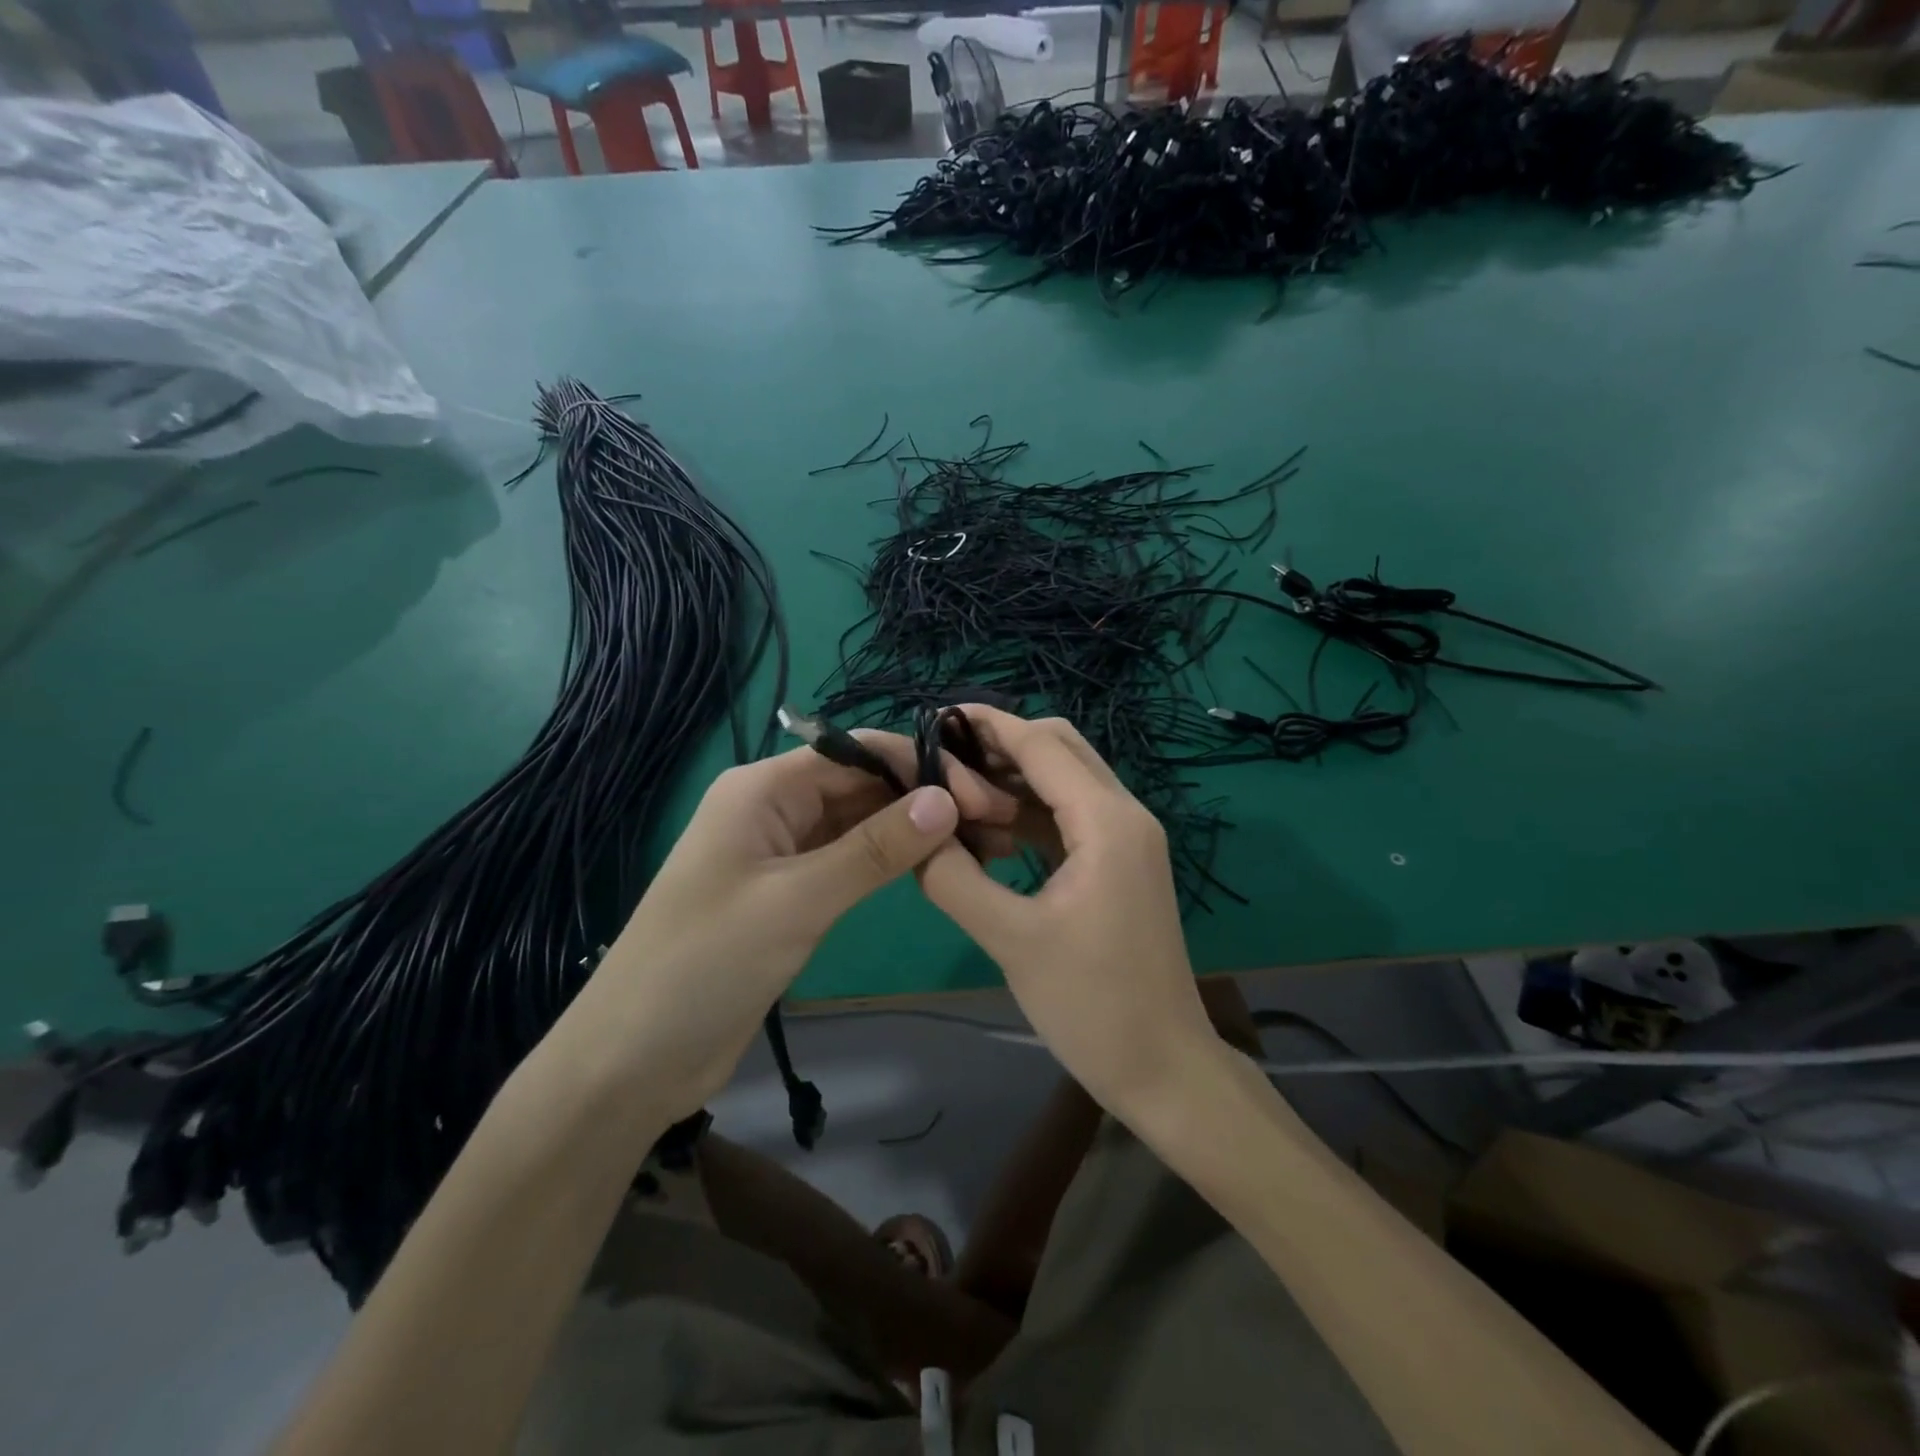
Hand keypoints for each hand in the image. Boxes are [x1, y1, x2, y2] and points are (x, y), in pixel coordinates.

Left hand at [554, 734, 1018, 1122]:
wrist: (634, 1059)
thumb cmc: (705, 964)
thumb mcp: (797, 901)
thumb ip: (874, 849)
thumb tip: (947, 799)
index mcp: (762, 789)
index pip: (856, 754)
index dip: (920, 767)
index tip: (981, 795)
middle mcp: (774, 808)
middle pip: (862, 784)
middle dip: (924, 796)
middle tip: (995, 824)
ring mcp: (783, 852)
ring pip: (860, 823)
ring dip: (914, 829)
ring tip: (980, 843)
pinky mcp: (792, 893)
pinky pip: (850, 860)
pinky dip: (891, 861)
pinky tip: (935, 867)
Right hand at [917, 708, 1219, 1113]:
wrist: (1164, 1067)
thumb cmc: (1092, 1005)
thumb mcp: (1010, 940)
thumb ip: (954, 879)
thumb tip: (915, 834)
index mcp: (1106, 822)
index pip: (1042, 745)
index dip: (989, 725)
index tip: (937, 717)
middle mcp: (1125, 814)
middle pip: (1060, 748)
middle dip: (1002, 746)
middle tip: (943, 762)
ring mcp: (1127, 839)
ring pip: (1065, 780)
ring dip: (1015, 779)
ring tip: (957, 796)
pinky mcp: (1120, 863)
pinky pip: (1070, 816)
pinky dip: (1031, 812)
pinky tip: (990, 833)